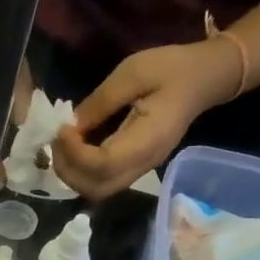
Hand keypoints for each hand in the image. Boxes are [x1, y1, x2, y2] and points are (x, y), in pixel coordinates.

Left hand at [52, 40, 239, 200]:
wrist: (203, 79)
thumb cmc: (171, 69)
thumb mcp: (132, 73)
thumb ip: (100, 102)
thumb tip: (69, 125)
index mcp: (148, 140)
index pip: (103, 165)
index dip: (75, 153)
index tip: (61, 129)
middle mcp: (144, 163)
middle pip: (97, 188)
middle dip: (68, 170)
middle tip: (57, 140)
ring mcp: (141, 169)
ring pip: (98, 190)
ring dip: (73, 174)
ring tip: (63, 144)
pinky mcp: (136, 166)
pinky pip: (104, 181)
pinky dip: (83, 171)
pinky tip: (75, 148)